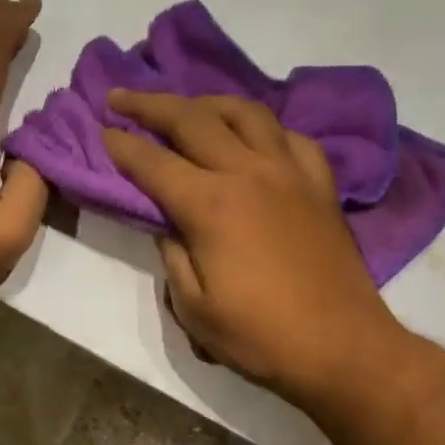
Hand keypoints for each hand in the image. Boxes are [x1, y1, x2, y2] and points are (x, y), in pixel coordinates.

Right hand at [101, 90, 404, 410]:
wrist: (343, 348)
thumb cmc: (262, 337)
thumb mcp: (194, 309)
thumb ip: (172, 255)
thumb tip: (167, 222)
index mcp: (212, 204)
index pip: (153, 162)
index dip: (122, 144)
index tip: (101, 129)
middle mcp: (249, 172)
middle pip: (193, 119)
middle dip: (150, 104)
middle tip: (122, 96)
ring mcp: (290, 172)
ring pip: (245, 113)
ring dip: (207, 103)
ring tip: (186, 108)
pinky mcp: (320, 184)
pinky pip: (291, 137)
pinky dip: (264, 129)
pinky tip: (254, 139)